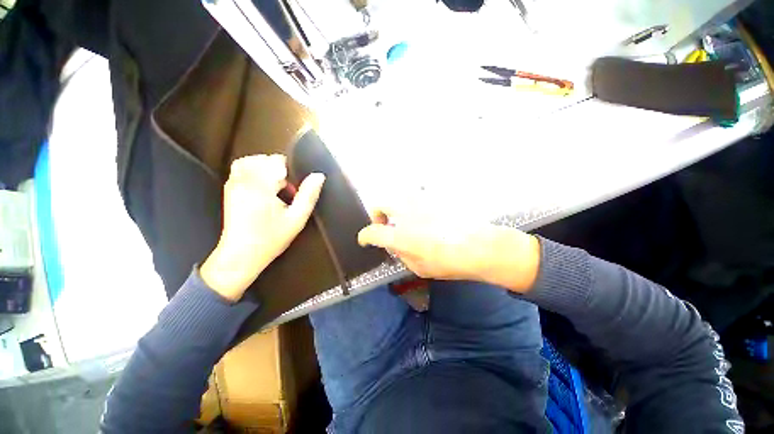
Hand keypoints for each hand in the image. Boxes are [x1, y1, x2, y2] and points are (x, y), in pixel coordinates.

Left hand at [201, 155, 324, 301]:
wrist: (241, 255)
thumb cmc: (271, 238)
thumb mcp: (297, 218)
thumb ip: (309, 195)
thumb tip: (319, 176)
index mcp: (261, 186)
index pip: (276, 161)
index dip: (290, 172)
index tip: (293, 189)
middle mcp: (244, 181)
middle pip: (263, 159)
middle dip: (278, 170)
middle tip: (286, 190)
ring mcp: (233, 184)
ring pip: (250, 161)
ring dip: (266, 169)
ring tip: (275, 187)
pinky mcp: (229, 189)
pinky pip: (241, 169)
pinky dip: (254, 172)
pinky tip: (264, 189)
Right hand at [357, 206, 540, 292]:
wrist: (480, 246)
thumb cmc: (449, 262)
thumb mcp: (419, 268)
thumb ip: (402, 254)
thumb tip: (395, 245)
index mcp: (400, 236)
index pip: (372, 232)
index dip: (365, 237)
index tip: (365, 240)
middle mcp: (405, 214)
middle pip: (379, 204)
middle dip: (377, 214)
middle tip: (384, 224)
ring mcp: (419, 202)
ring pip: (397, 197)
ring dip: (395, 207)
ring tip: (404, 219)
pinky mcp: (433, 197)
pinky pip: (416, 197)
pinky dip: (413, 205)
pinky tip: (424, 215)